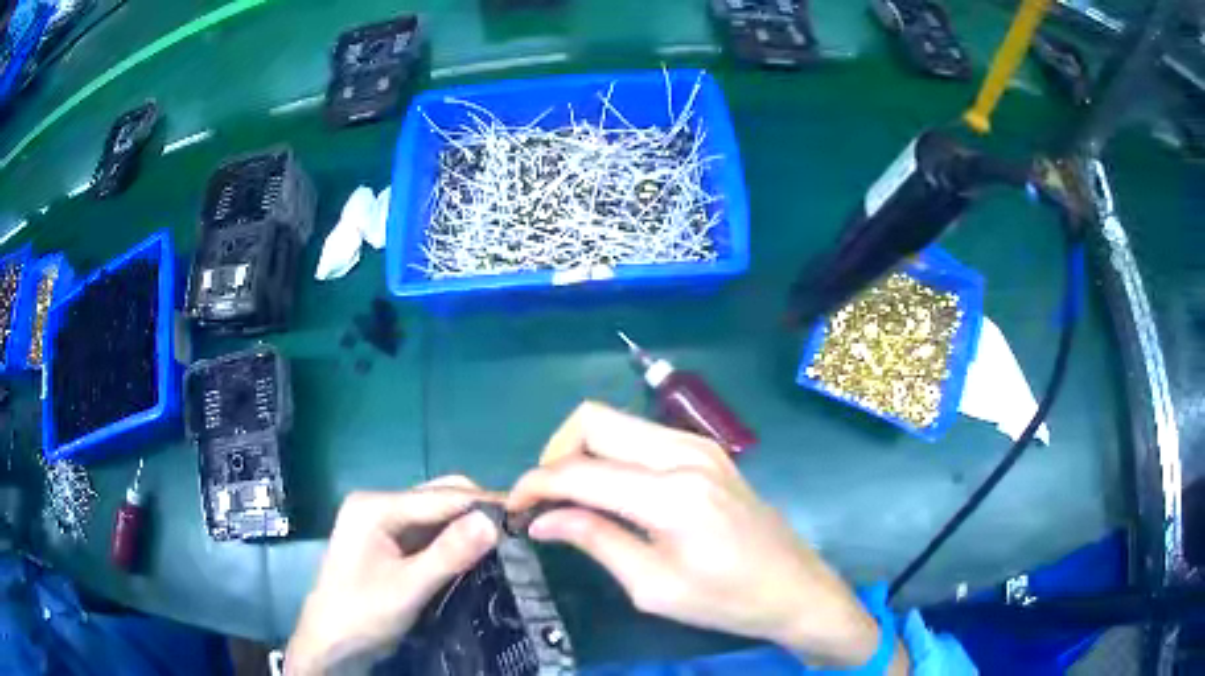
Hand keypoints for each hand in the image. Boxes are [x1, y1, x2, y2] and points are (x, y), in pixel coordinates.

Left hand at [286, 477, 499, 674]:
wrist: (331, 642)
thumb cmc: (362, 613)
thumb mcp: (408, 587)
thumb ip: (449, 554)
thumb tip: (495, 522)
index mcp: (374, 507)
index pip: (438, 498)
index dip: (482, 504)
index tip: (526, 512)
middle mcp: (379, 506)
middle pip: (437, 498)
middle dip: (477, 511)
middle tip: (519, 529)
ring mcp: (383, 524)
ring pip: (436, 515)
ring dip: (468, 525)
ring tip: (507, 539)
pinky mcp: (390, 543)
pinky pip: (430, 533)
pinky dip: (454, 539)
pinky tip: (478, 550)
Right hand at [508, 402, 907, 672]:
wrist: (794, 587)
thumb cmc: (726, 600)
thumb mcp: (652, 586)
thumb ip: (595, 541)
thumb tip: (542, 519)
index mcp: (671, 495)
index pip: (579, 472)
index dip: (534, 485)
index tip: (512, 507)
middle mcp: (684, 453)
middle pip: (593, 421)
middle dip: (554, 454)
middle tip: (544, 499)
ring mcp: (700, 444)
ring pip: (616, 421)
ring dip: (582, 451)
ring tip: (572, 497)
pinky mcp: (708, 449)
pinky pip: (642, 435)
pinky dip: (612, 453)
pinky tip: (610, 489)